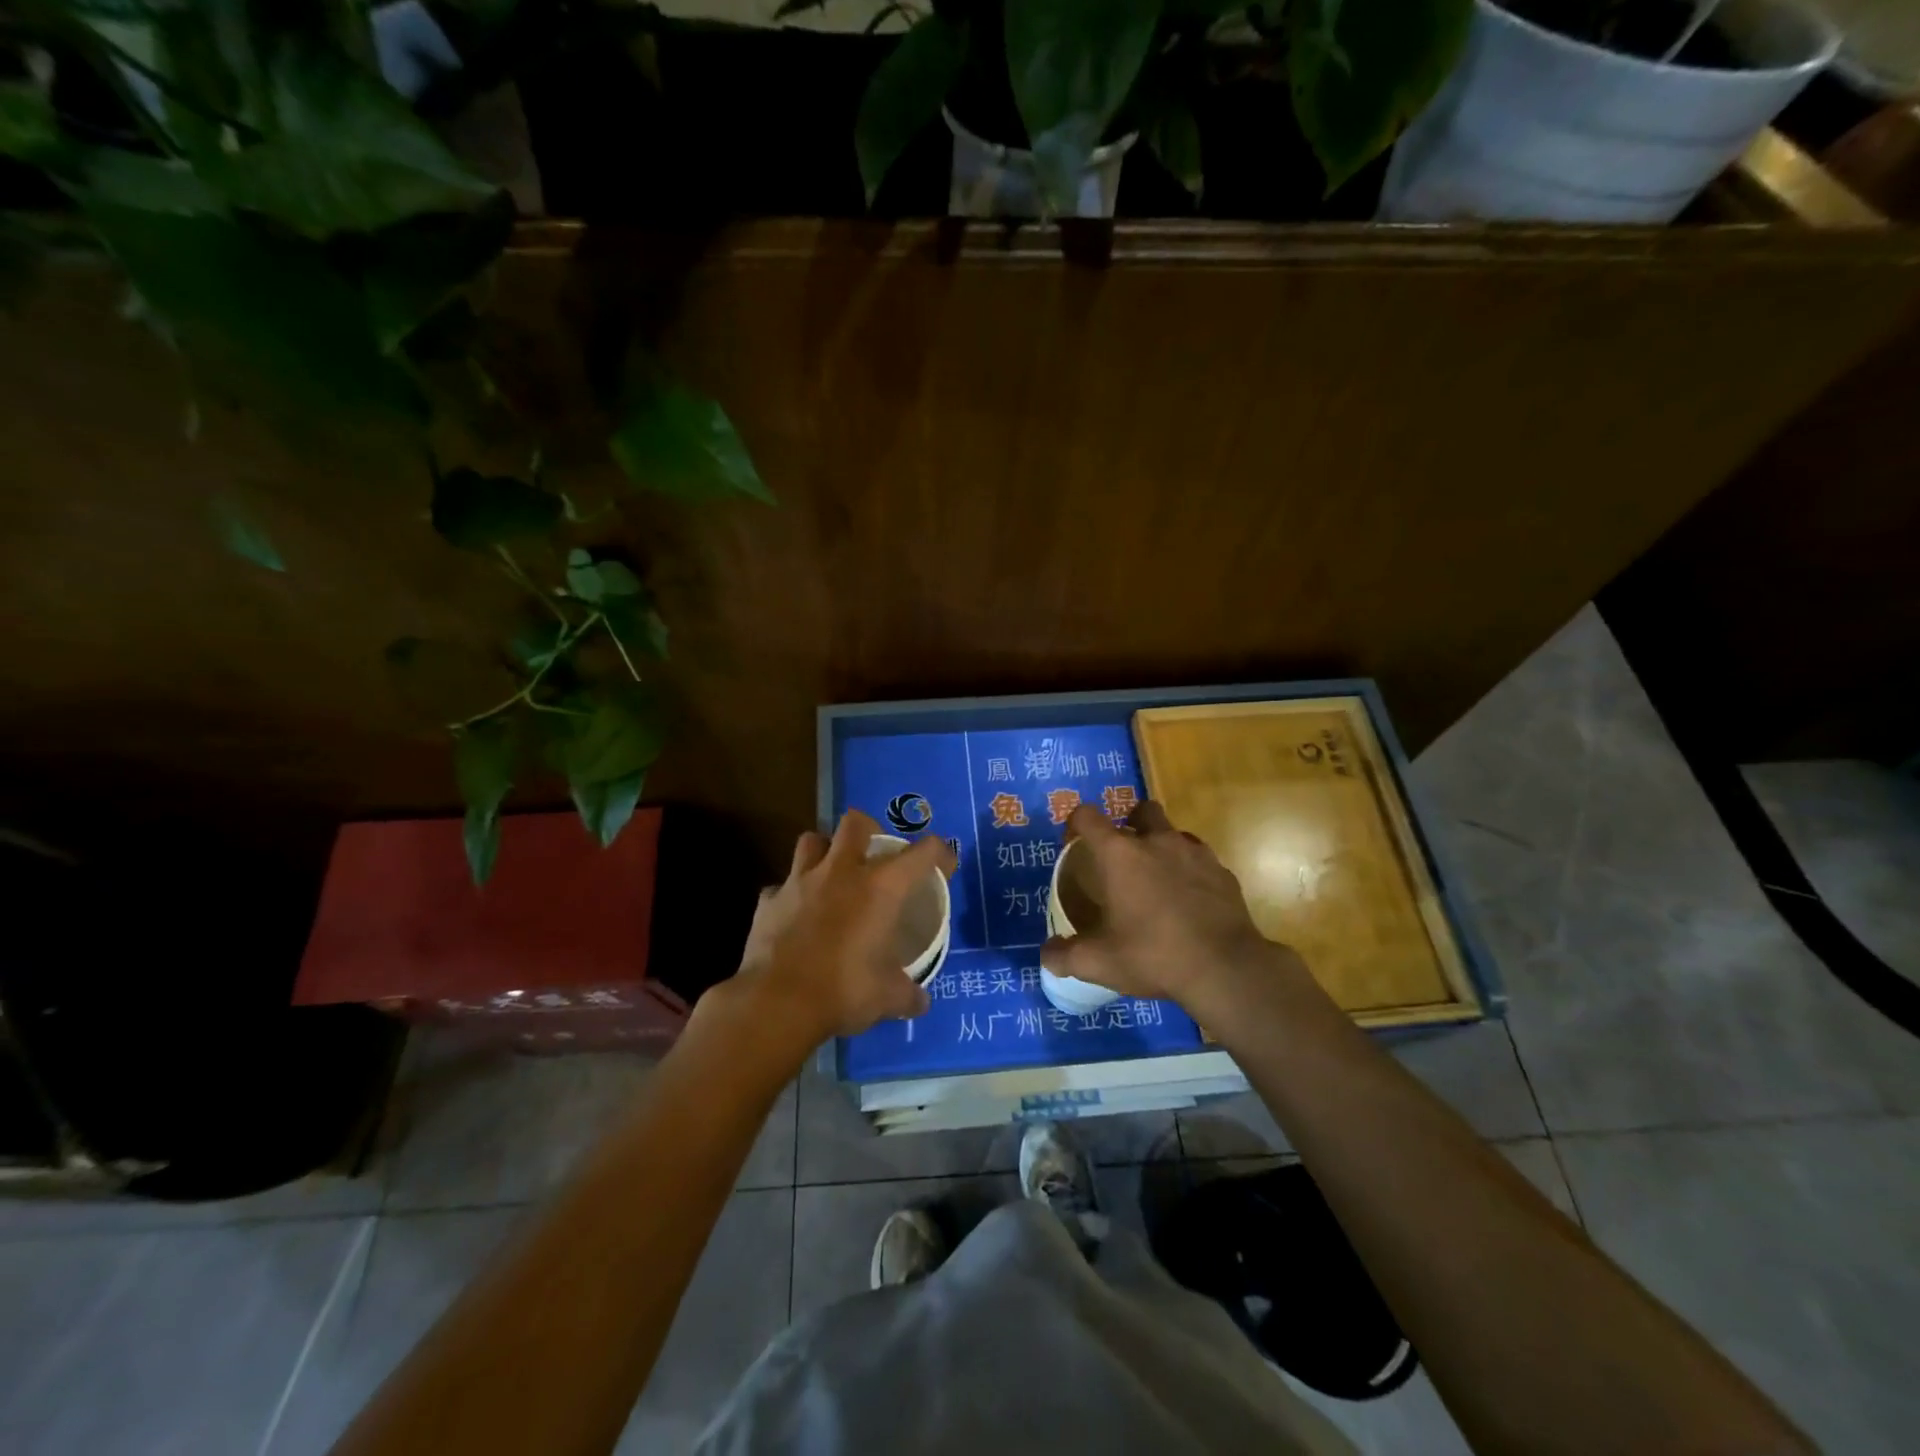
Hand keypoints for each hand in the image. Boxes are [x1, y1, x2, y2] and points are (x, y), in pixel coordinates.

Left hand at [724, 809, 956, 1046]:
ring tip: (831, 874)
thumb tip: (920, 1002)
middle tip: (874, 854)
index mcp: (881, 887)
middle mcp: (841, 871)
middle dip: (869, 830)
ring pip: (811, 841)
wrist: (777, 1003)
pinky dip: (789, 896)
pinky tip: (795, 915)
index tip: (944, 866)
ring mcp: (799, 881)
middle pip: (856, 823)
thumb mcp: (888, 997)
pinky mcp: (768, 901)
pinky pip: (780, 887)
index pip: (922, 852)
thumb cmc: (844, 991)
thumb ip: (907, 994)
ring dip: (824, 851)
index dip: (939, 853)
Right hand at [1040, 800, 1307, 1014]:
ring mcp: (1195, 853)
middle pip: (1140, 810)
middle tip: (1123, 856)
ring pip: (1174, 832)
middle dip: (1129, 823)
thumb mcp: (1100, 963)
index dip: (1076, 823)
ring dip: (1162, 846)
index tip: (1073, 843)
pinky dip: (1190, 871)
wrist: (1225, 969)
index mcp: (1120, 854)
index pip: (1088, 816)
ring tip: (1157, 879)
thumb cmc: (1153, 955)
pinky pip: (1200, 859)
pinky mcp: (1223, 872)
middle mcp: (1156, 841)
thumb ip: (1065, 956)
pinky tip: (1188, 899)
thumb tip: (1047, 955)